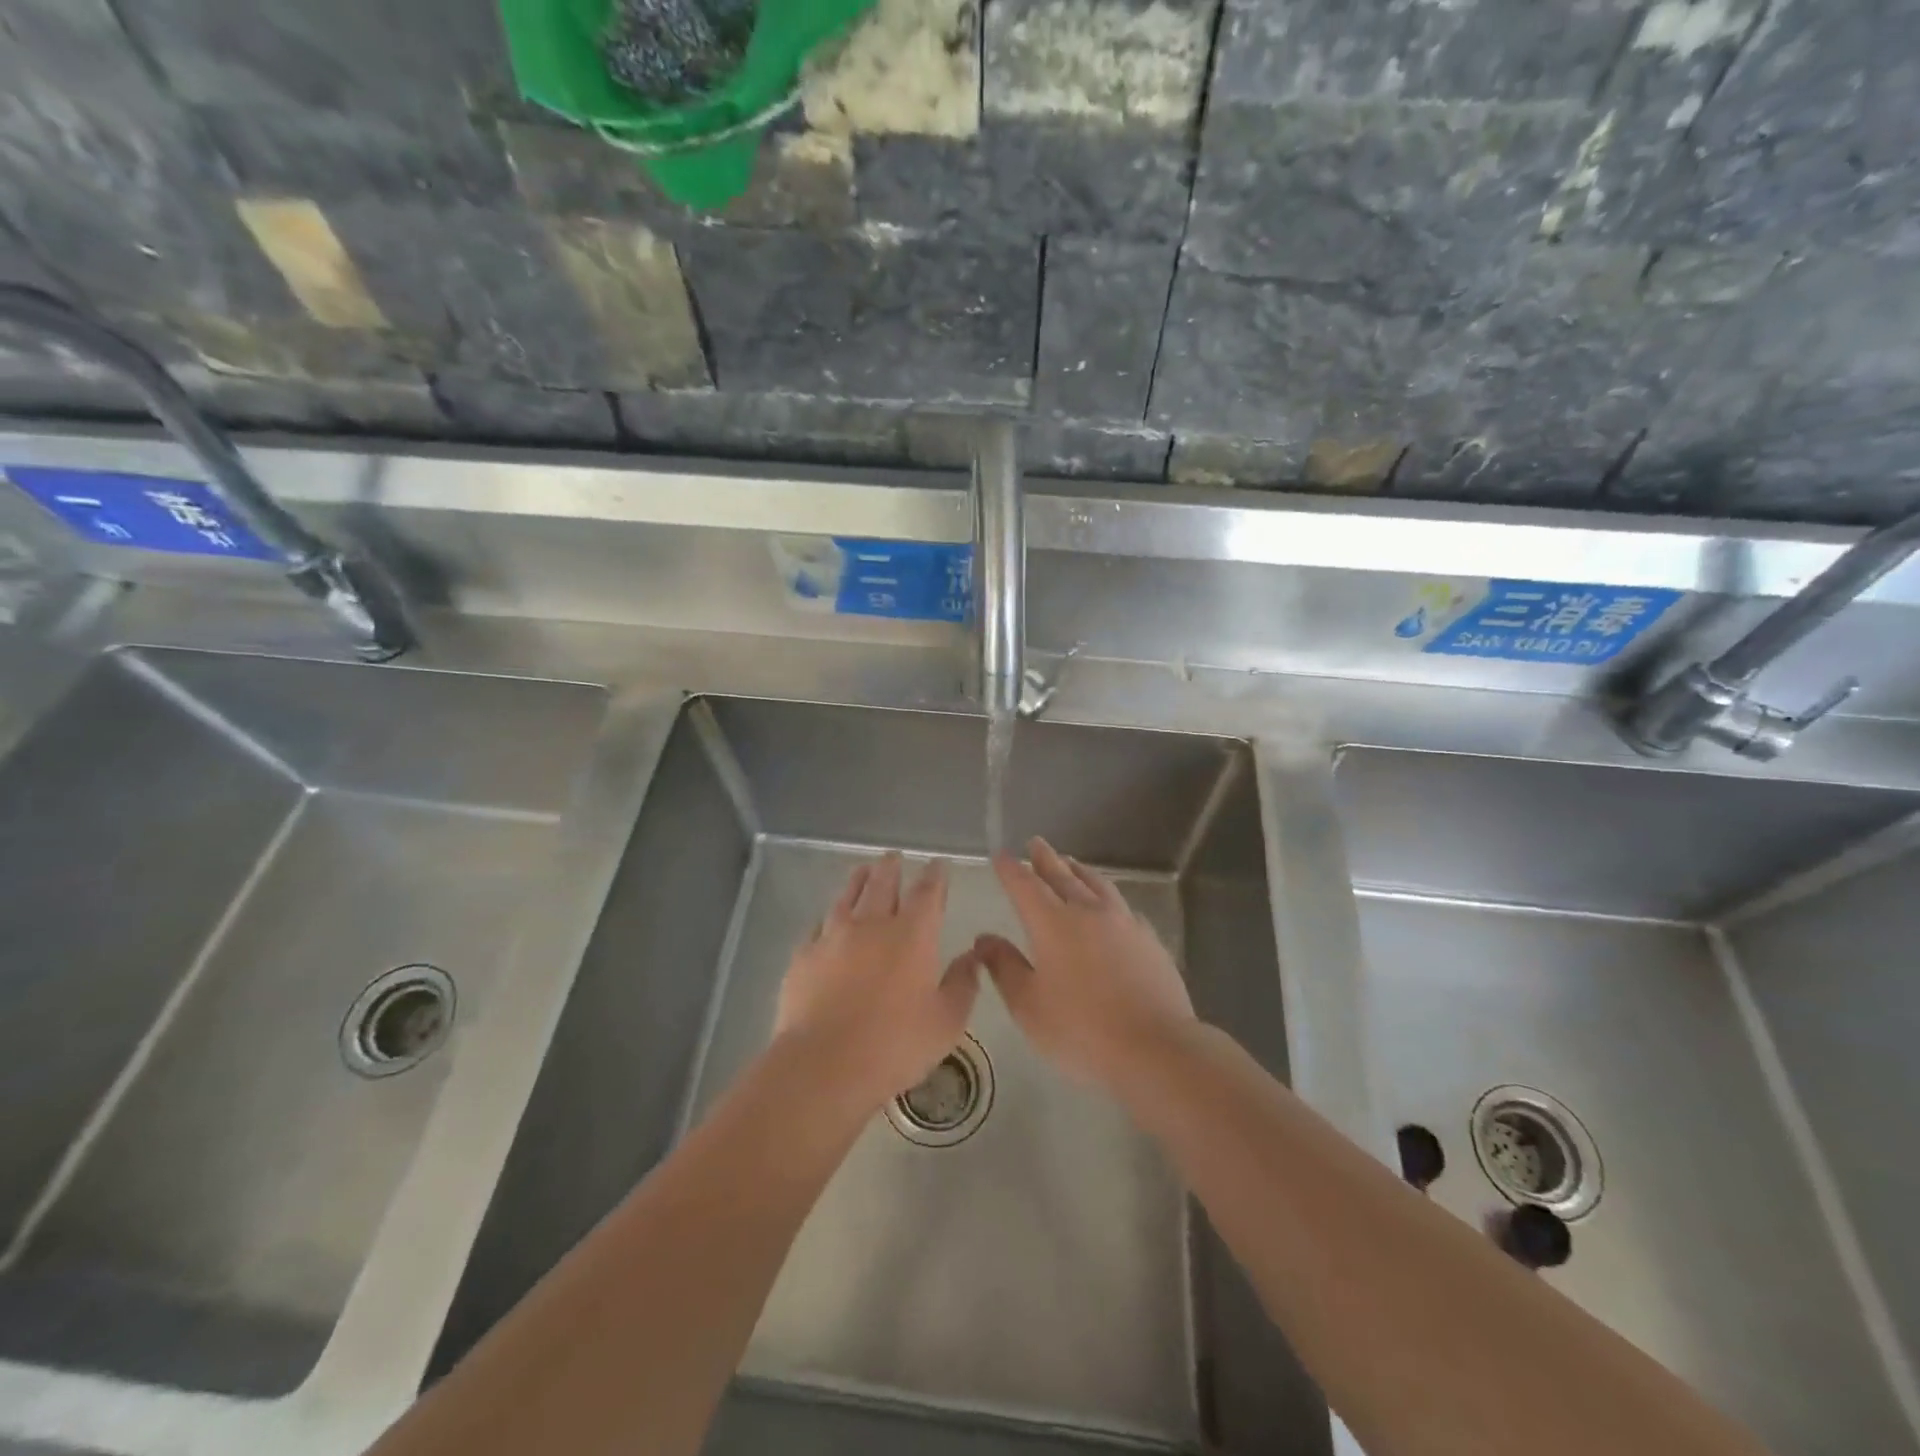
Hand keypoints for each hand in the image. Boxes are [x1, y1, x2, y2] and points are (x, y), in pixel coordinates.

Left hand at [775, 853, 979, 1109]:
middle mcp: (872, 925)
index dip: (935, 876)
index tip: (937, 864)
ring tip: (863, 870)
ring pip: (847, 897)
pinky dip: (828, 918)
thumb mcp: (946, 1022)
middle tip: (894, 856)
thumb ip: (962, 984)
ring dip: (858, 881)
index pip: (927, 893)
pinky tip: (827, 920)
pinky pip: (818, 926)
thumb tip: (973, 956)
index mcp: (912, 935)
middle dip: (892, 867)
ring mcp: (833, 937)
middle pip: (883, 884)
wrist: (823, 1064)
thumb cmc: (895, 1044)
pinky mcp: (803, 956)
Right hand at [976, 837, 1195, 1089]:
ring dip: (1080, 871)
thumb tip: (984, 938)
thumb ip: (1004, 967)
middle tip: (1036, 843)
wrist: (1154, 1047)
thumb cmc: (1080, 1030)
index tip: (1001, 856)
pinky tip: (1112, 906)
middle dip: (1046, 859)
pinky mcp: (1149, 940)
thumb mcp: (1028, 1005)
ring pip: (1097, 885)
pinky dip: (1109, 898)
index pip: (1025, 886)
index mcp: (1053, 924)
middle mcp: (1088, 912)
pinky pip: (1123, 907)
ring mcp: (1124, 923)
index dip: (1011, 870)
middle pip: (1063, 876)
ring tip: (1072, 863)